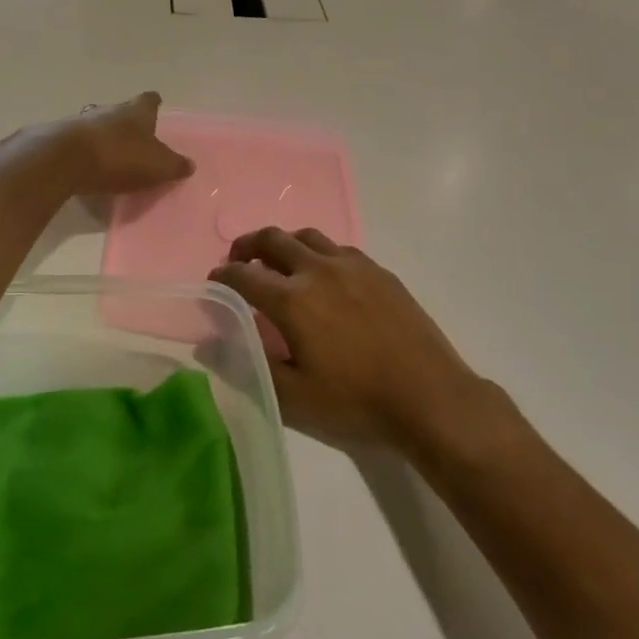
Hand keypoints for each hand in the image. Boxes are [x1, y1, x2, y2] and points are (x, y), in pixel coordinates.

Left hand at [51, 92, 193, 196]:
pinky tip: (87, 165)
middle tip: (133, 135)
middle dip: (126, 121)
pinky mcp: (60, 138)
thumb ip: (174, 165)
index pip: (149, 100)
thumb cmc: (119, 157)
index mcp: (136, 111)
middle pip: (120, 110)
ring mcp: (81, 121)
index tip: (156, 104)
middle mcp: (109, 109)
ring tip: (109, 152)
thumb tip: (189, 165)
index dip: (153, 103)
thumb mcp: (157, 166)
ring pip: (96, 123)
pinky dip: (84, 150)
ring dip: (103, 135)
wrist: (65, 160)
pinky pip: (78, 142)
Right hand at [210, 228, 499, 449]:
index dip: (223, 275)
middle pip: (273, 239)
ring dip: (284, 244)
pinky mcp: (379, 271)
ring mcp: (353, 266)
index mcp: (292, 300)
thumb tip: (209, 345)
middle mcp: (318, 270)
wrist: (429, 397)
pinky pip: (339, 248)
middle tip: (240, 261)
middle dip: (248, 245)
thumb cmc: (356, 402)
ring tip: (279, 263)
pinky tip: (324, 276)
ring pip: (307, 236)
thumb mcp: (294, 398)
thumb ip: (250, 366)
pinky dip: (318, 253)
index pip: (243, 275)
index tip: (215, 281)